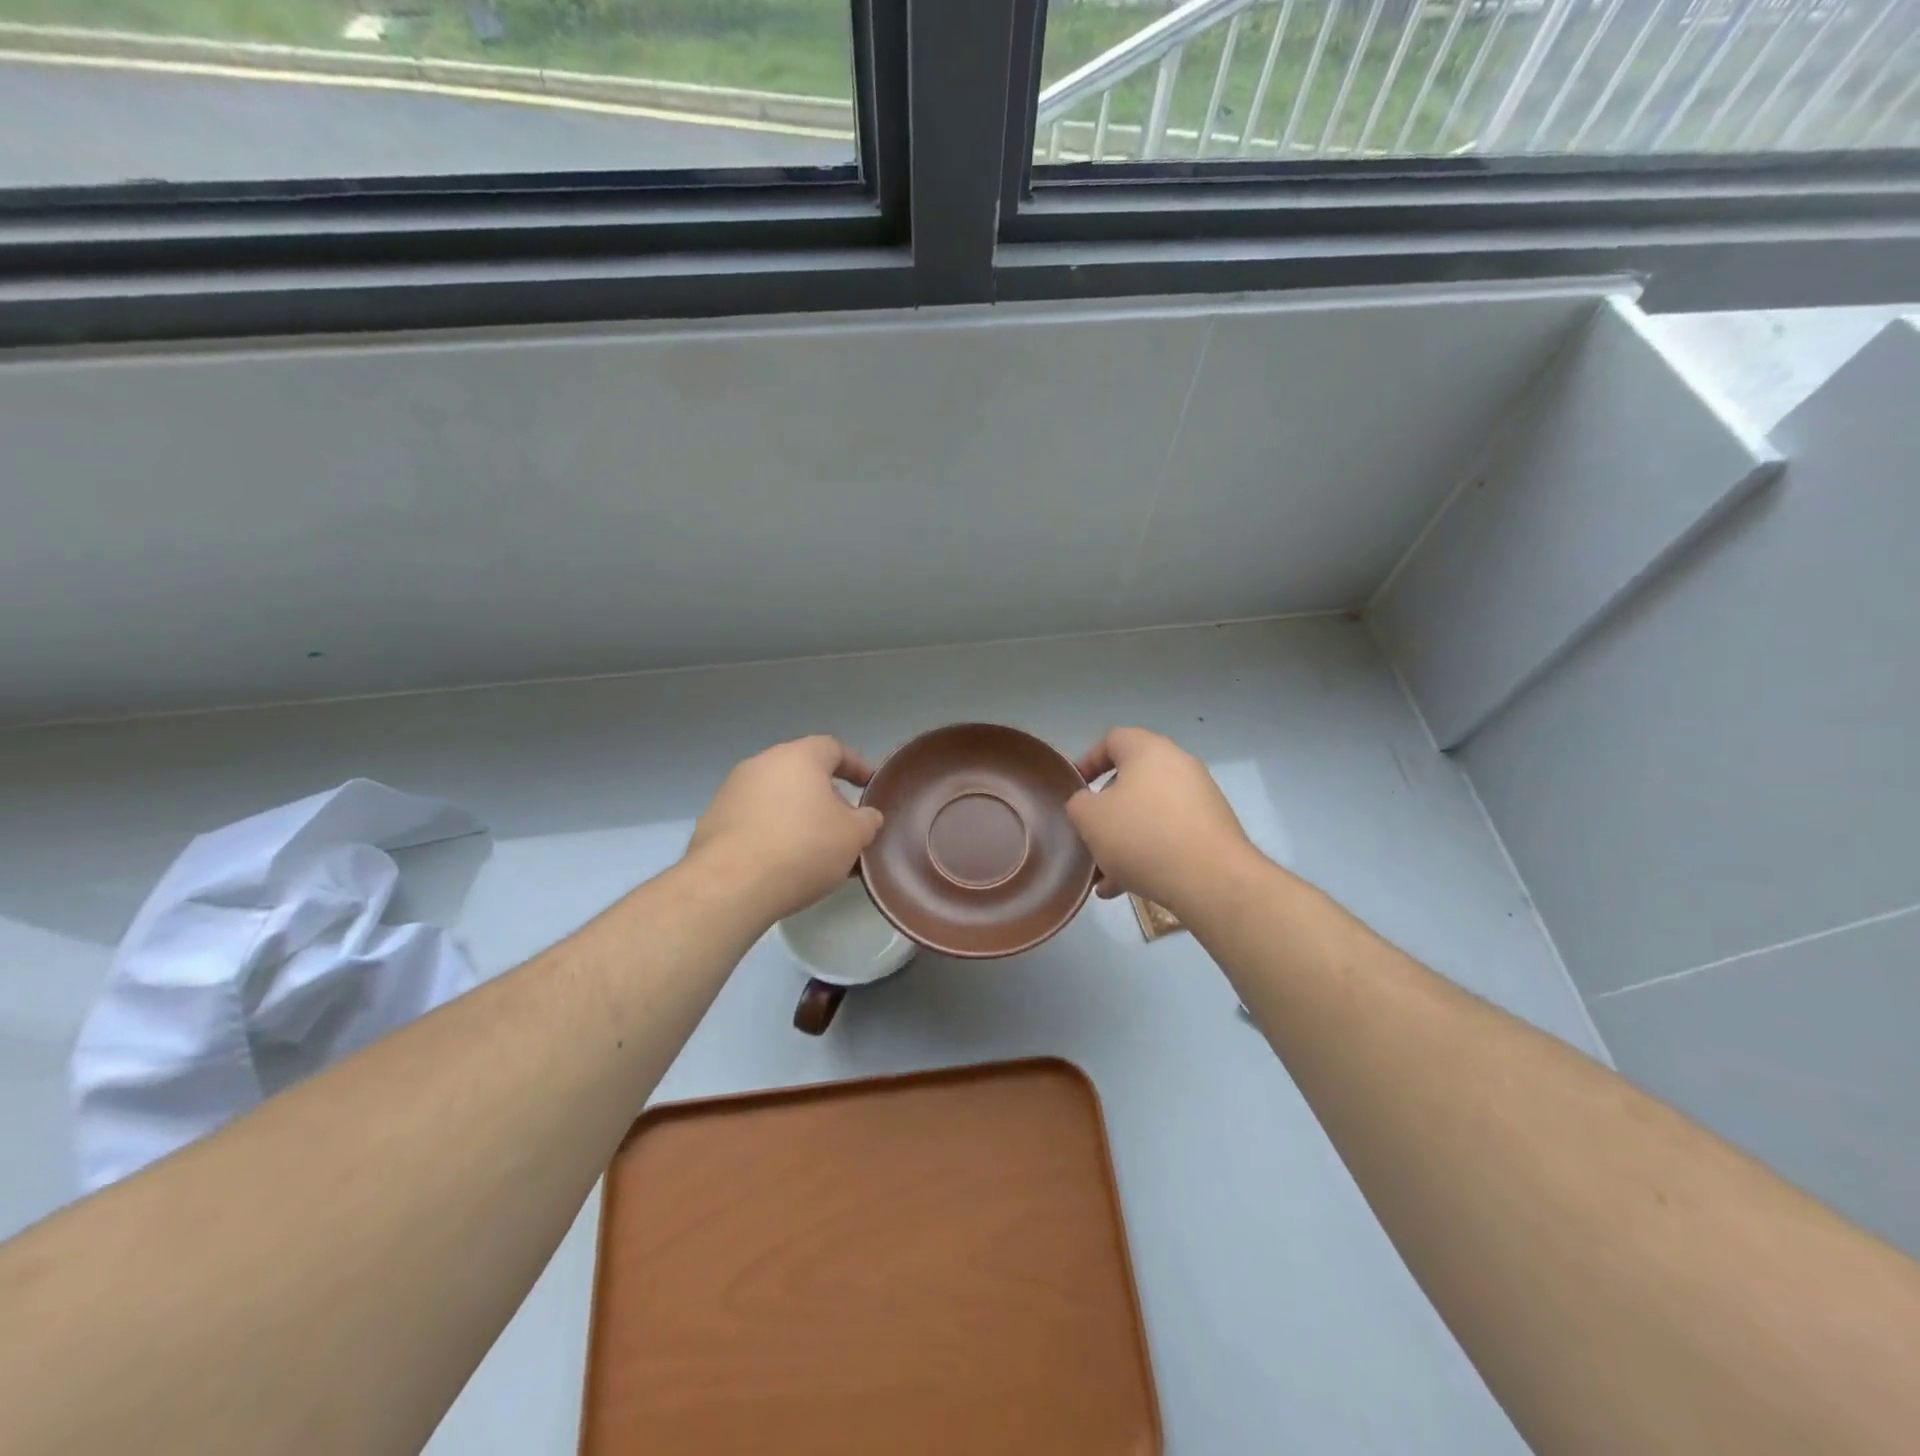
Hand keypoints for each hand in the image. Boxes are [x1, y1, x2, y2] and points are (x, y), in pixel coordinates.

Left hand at [688, 736, 883, 923]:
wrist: (730, 885)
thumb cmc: (802, 848)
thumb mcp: (853, 836)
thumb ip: (867, 820)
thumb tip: (866, 817)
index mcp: (798, 757)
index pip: (833, 748)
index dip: (856, 766)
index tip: (869, 786)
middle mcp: (762, 764)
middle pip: (803, 774)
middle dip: (827, 798)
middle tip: (844, 826)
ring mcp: (732, 791)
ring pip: (778, 798)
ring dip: (799, 818)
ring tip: (816, 851)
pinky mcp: (713, 821)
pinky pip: (755, 820)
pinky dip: (773, 833)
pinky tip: (784, 864)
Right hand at [1066, 727, 1254, 919]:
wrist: (1211, 879)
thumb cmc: (1142, 836)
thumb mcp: (1090, 818)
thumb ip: (1079, 804)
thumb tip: (1089, 804)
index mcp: (1148, 751)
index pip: (1113, 740)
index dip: (1089, 760)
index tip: (1075, 788)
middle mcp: (1179, 765)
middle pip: (1132, 780)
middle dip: (1106, 811)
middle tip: (1090, 835)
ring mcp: (1201, 797)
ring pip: (1149, 813)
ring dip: (1125, 839)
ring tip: (1105, 875)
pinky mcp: (1213, 828)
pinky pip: (1171, 834)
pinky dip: (1149, 852)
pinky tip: (1130, 886)